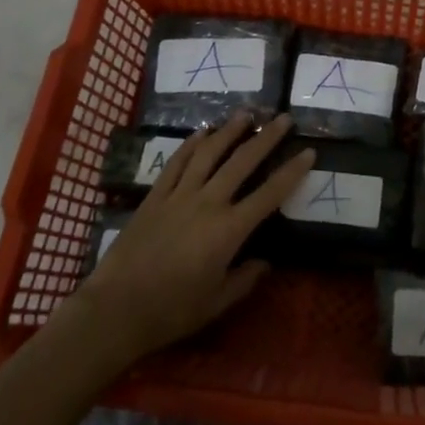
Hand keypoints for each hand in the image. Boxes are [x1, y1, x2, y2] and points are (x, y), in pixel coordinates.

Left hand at [63, 113, 315, 361]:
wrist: (115, 310)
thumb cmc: (171, 311)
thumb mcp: (217, 303)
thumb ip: (244, 279)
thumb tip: (265, 261)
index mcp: (228, 231)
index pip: (269, 194)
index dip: (292, 172)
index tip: (308, 152)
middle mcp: (207, 203)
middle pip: (242, 162)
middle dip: (266, 138)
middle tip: (283, 118)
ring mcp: (179, 196)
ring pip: (209, 154)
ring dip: (230, 131)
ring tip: (247, 113)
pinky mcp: (155, 197)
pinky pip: (176, 163)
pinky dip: (191, 145)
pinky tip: (203, 132)